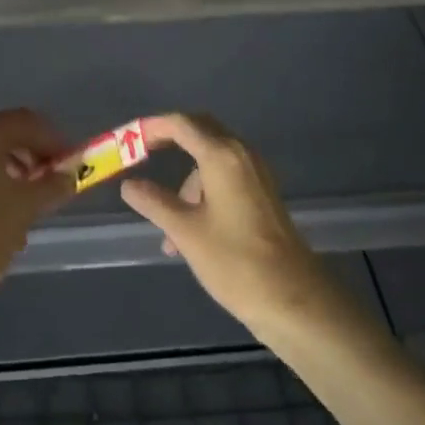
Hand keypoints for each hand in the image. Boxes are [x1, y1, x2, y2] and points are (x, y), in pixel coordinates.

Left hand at [0, 108, 73, 313]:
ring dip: (15, 174)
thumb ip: (53, 185)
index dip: (54, 140)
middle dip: (34, 157)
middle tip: (53, 183)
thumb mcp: (27, 206)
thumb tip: (69, 175)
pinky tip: (5, 216)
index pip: (27, 122)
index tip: (72, 163)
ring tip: (32, 203)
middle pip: (6, 137)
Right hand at [119, 113, 334, 333]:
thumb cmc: (235, 262)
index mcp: (221, 155)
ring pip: (213, 156)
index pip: (181, 124)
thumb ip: (154, 202)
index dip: (152, 127)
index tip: (128, 139)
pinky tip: (191, 229)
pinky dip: (204, 188)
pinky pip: (226, 175)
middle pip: (200, 130)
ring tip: (167, 225)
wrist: (295, 300)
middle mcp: (241, 154)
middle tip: (142, 156)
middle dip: (169, 139)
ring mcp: (256, 173)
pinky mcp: (263, 193)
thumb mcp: (186, 232)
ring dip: (186, 177)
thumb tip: (129, 185)